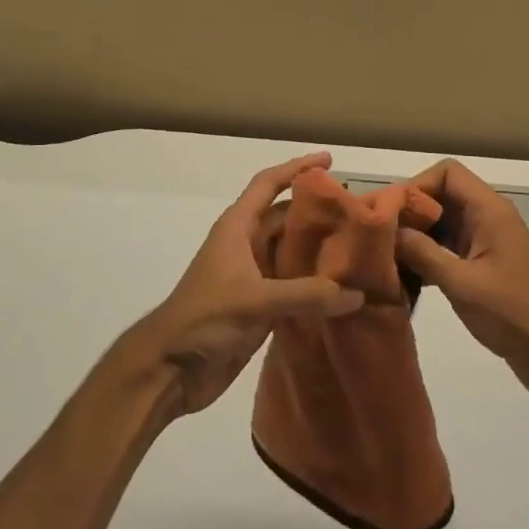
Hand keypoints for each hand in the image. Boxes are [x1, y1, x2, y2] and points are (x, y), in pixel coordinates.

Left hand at [129, 152, 363, 418]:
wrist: (170, 369)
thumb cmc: (204, 318)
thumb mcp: (255, 300)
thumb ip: (306, 295)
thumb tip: (356, 294)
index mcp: (237, 228)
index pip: (268, 184)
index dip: (296, 168)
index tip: (328, 160)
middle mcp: (246, 245)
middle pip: (285, 218)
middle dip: (317, 211)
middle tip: (358, 210)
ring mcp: (253, 277)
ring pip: (291, 252)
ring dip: (319, 249)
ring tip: (358, 246)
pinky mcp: (259, 307)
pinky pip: (294, 286)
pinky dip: (315, 284)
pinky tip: (343, 288)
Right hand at [393, 159, 528, 405]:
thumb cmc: (514, 314)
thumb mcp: (462, 283)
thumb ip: (422, 253)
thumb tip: (388, 230)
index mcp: (489, 211)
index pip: (447, 173)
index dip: (417, 186)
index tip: (391, 213)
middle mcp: (488, 218)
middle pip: (442, 196)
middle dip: (411, 212)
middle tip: (380, 237)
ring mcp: (487, 242)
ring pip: (443, 224)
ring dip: (417, 237)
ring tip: (386, 258)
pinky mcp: (484, 267)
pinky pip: (449, 248)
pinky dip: (427, 257)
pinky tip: (406, 279)